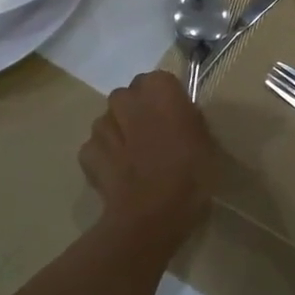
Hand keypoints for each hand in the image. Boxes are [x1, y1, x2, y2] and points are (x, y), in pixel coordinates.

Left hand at [78, 71, 215, 248]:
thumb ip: (189, 120)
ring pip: (110, 121)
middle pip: (129, 96)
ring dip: (120, 132)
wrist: (152, 214)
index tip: (175, 119)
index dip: (166, 100)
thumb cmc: (191, 172)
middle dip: (138, 111)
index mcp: (159, 89)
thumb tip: (179, 117)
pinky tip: (120, 176)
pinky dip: (106, 158)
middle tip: (155, 137)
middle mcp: (126, 98)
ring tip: (136, 160)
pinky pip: (97, 148)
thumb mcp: (207, 141)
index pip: (159, 81)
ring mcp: (102, 125)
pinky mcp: (87, 152)